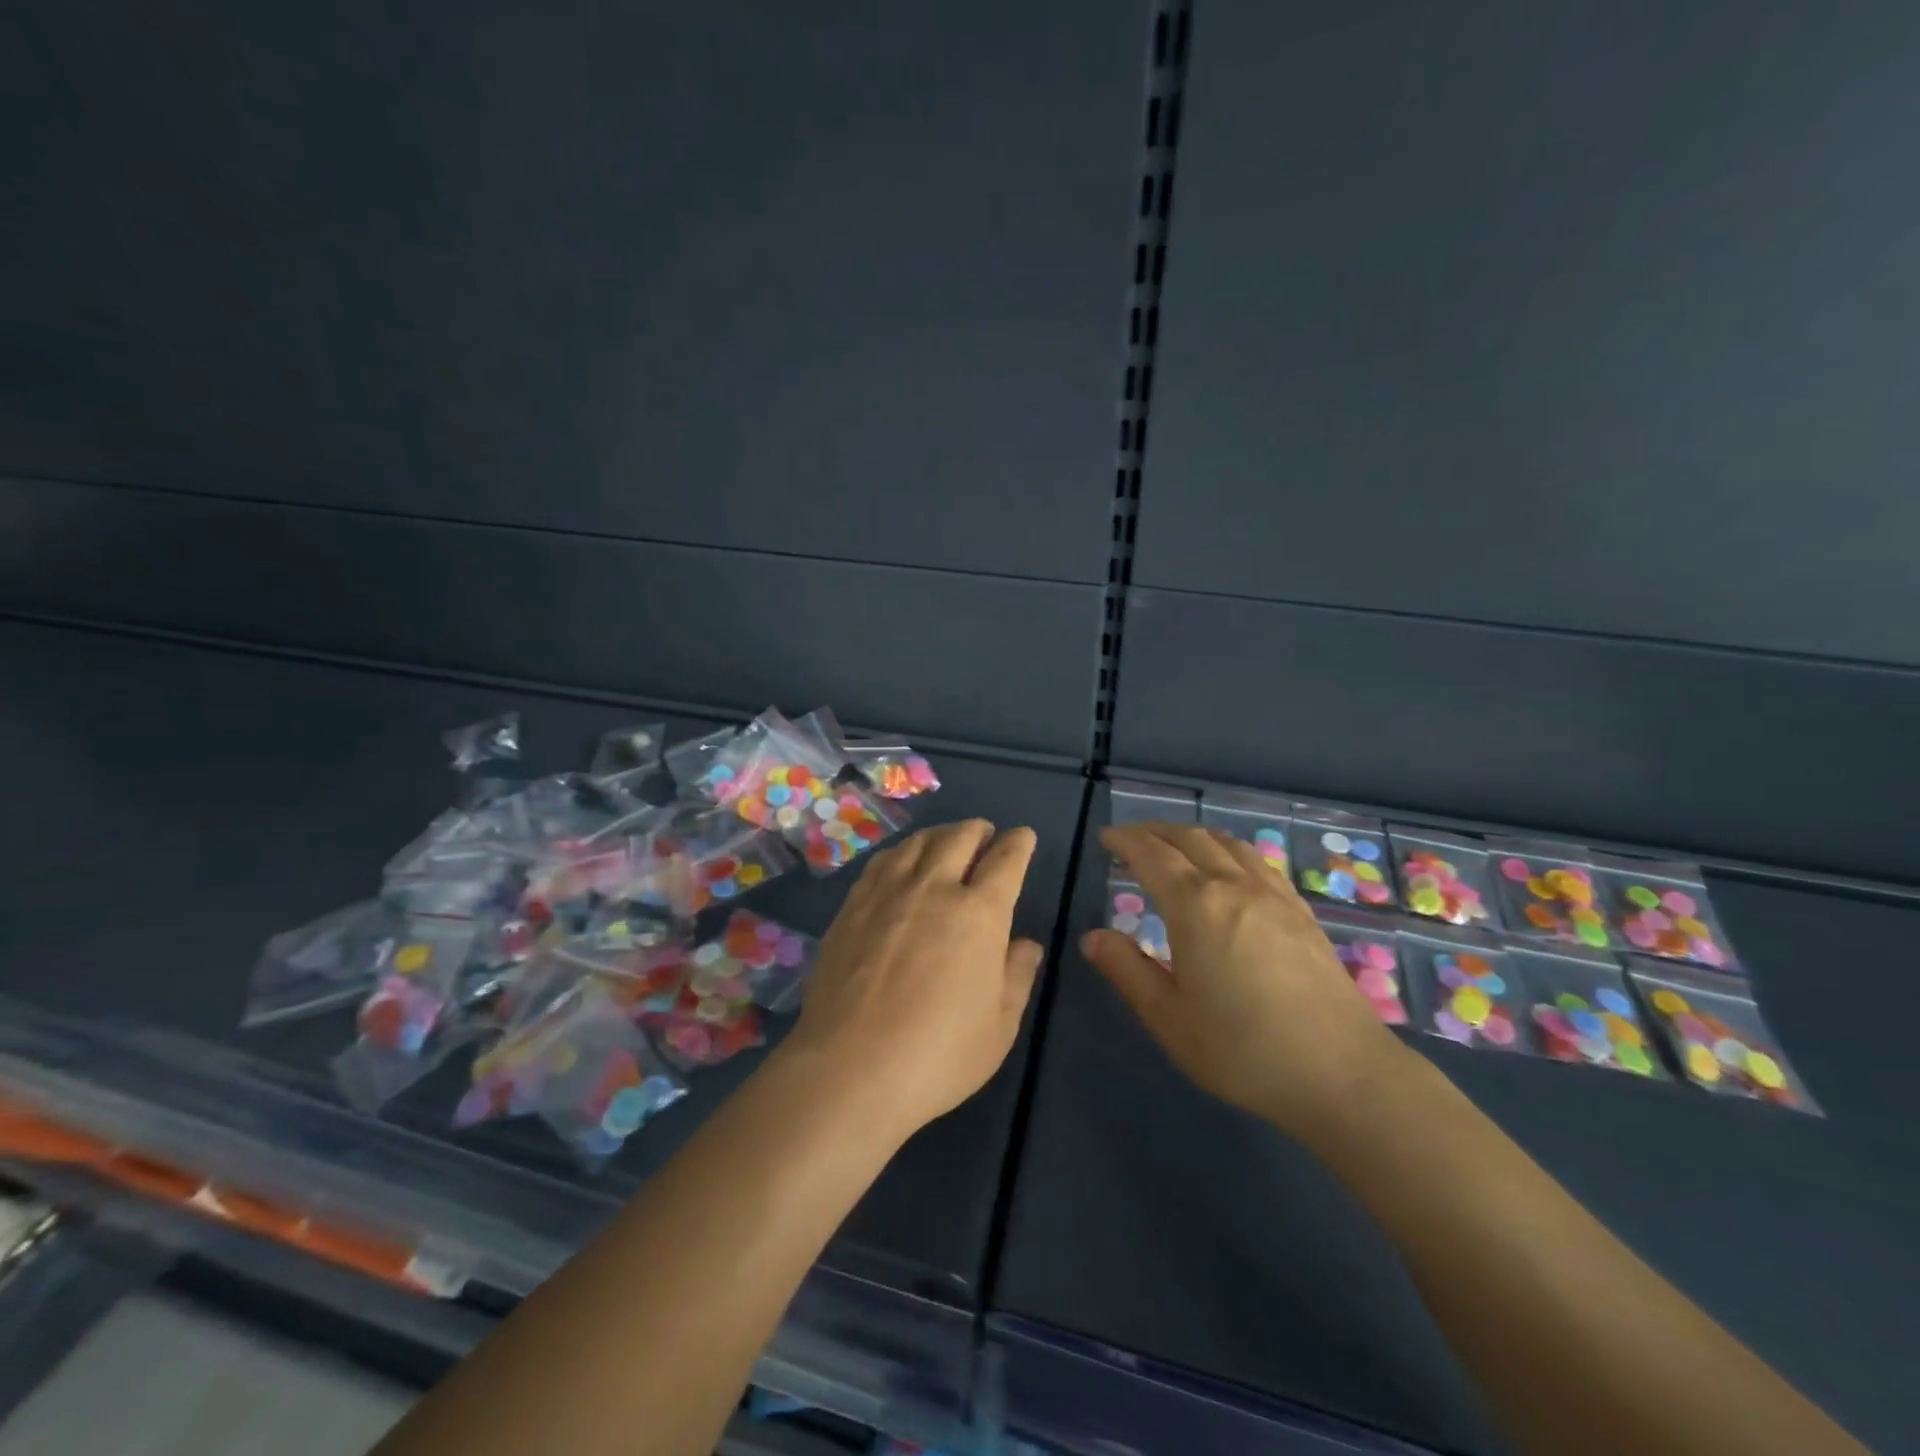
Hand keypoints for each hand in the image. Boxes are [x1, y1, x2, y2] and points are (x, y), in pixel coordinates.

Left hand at [778, 820, 1043, 1138]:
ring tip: (946, 842)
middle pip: (960, 837)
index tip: (1022, 837)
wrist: (851, 1069)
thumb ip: (1017, 976)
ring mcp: (889, 892)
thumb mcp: (999, 1027)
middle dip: (979, 830)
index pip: (1006, 859)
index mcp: (980, 913)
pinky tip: (902, 863)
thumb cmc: (938, 1055)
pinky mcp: (854, 905)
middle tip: (985, 836)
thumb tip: (1026, 944)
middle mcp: (935, 888)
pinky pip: (883, 860)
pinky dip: (903, 852)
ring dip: (940, 835)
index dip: (1019, 843)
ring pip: (919, 842)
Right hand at [1081, 823, 1412, 1140]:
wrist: (1342, 1073)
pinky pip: (1258, 861)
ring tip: (1175, 844)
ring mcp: (1274, 895)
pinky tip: (1231, 868)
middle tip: (1131, 838)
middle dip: (1155, 831)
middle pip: (1189, 838)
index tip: (1106, 839)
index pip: (1152, 855)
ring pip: (1227, 843)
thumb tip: (1092, 937)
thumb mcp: (1169, 1019)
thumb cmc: (1243, 1050)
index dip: (1126, 841)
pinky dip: (1229, 850)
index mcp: (1195, 906)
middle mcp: (1234, 886)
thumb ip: (1127, 971)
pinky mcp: (1301, 912)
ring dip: (1193, 835)